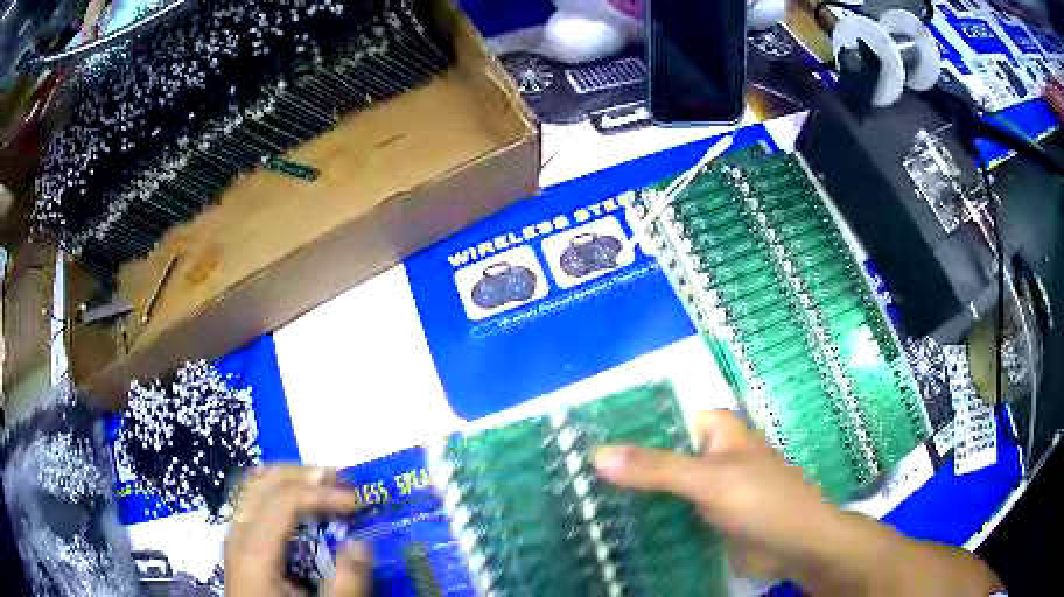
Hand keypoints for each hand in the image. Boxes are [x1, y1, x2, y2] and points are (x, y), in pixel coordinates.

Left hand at [225, 466, 371, 596]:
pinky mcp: (238, 547)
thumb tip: (361, 545)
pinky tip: (298, 507)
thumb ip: (345, 584)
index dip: (323, 492)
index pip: (284, 499)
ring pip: (252, 487)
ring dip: (289, 480)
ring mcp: (233, 539)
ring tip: (322, 486)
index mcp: (255, 553)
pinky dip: (277, 494)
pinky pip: (251, 503)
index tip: (357, 501)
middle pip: (262, 482)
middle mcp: (237, 536)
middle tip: (341, 480)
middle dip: (304, 475)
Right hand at [593, 410, 1002, 594]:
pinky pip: (669, 511)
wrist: (797, 545)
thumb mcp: (711, 480)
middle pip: (657, 454)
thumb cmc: (764, 500)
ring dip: (629, 493)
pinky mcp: (704, 516)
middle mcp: (708, 453)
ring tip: (577, 499)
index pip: (659, 417)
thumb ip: (657, 468)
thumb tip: (596, 453)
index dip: (622, 426)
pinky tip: (611, 525)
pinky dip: (645, 516)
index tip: (577, 438)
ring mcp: (706, 487)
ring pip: (660, 485)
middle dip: (621, 464)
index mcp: (714, 428)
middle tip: (568, 474)